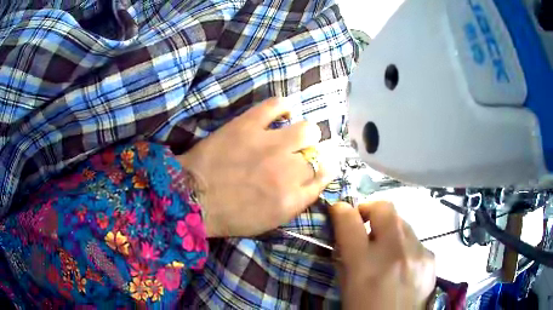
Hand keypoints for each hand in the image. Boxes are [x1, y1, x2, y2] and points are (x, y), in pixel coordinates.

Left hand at [178, 98, 332, 237]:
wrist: (191, 198)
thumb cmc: (229, 215)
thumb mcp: (270, 221)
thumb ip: (297, 201)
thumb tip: (315, 178)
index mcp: (291, 199)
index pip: (325, 176)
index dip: (326, 168)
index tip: (319, 165)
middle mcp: (287, 171)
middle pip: (319, 153)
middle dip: (313, 154)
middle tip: (299, 153)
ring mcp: (269, 144)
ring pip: (308, 129)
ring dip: (305, 133)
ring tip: (292, 134)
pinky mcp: (248, 125)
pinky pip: (276, 105)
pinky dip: (283, 106)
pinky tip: (281, 113)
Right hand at [330, 202, 435, 309]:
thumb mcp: (347, 288)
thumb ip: (346, 259)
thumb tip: (346, 235)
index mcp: (365, 265)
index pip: (349, 221)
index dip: (341, 210)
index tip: (339, 211)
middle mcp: (395, 253)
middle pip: (385, 208)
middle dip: (370, 210)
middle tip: (364, 223)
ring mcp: (418, 253)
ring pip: (402, 223)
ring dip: (389, 231)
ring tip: (386, 250)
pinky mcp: (431, 257)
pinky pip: (415, 240)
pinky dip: (405, 246)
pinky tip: (403, 265)